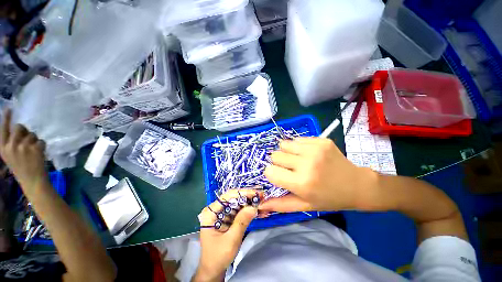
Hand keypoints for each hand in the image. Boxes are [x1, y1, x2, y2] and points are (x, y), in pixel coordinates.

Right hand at [0, 109, 48, 192]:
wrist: (32, 180)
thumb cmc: (21, 167)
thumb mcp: (10, 155)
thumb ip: (11, 142)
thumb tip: (18, 128)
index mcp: (3, 148)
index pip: (3, 129)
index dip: (6, 118)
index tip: (9, 108)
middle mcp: (11, 145)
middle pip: (20, 127)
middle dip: (25, 131)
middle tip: (28, 141)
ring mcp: (23, 146)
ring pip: (32, 134)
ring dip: (34, 140)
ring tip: (33, 151)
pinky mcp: (35, 148)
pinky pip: (41, 141)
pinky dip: (42, 146)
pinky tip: (40, 154)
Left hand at [194, 189, 261, 281]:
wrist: (214, 270)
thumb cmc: (218, 256)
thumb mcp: (231, 240)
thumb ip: (242, 222)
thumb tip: (253, 206)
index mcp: (211, 212)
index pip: (227, 196)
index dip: (242, 193)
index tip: (255, 193)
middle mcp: (216, 209)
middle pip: (233, 198)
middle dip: (247, 197)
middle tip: (261, 196)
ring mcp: (222, 213)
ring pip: (237, 203)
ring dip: (249, 203)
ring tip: (261, 201)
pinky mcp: (227, 218)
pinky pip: (239, 210)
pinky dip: (248, 210)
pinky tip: (257, 209)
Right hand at [261, 137, 377, 212]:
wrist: (357, 185)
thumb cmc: (329, 198)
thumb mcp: (305, 206)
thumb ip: (281, 205)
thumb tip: (260, 205)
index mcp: (302, 183)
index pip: (270, 171)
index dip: (272, 173)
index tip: (279, 176)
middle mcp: (307, 164)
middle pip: (275, 155)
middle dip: (278, 162)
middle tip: (290, 168)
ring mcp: (314, 149)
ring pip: (284, 144)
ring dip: (286, 152)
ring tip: (297, 159)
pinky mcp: (321, 140)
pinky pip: (297, 139)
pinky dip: (298, 146)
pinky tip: (308, 154)